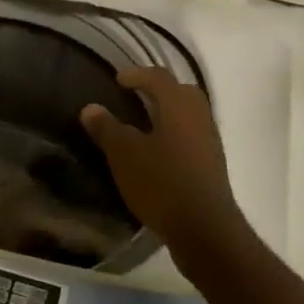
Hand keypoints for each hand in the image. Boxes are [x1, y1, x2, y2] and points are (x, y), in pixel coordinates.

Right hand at [80, 68, 251, 267]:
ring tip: (143, 125)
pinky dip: (174, 134)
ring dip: (167, 113)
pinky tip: (158, 153)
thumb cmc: (162, 183)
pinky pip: (191, 136)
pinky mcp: (212, 165)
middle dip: (158, 90)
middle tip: (135, 96)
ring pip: (188, 115)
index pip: (158, 77)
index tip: (118, 80)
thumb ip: (107, 128)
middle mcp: (199, 116)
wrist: (205, 229)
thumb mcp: (125, 155)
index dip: (137, 74)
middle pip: (180, 92)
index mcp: (179, 105)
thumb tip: (90, 107)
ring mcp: (210, 141)